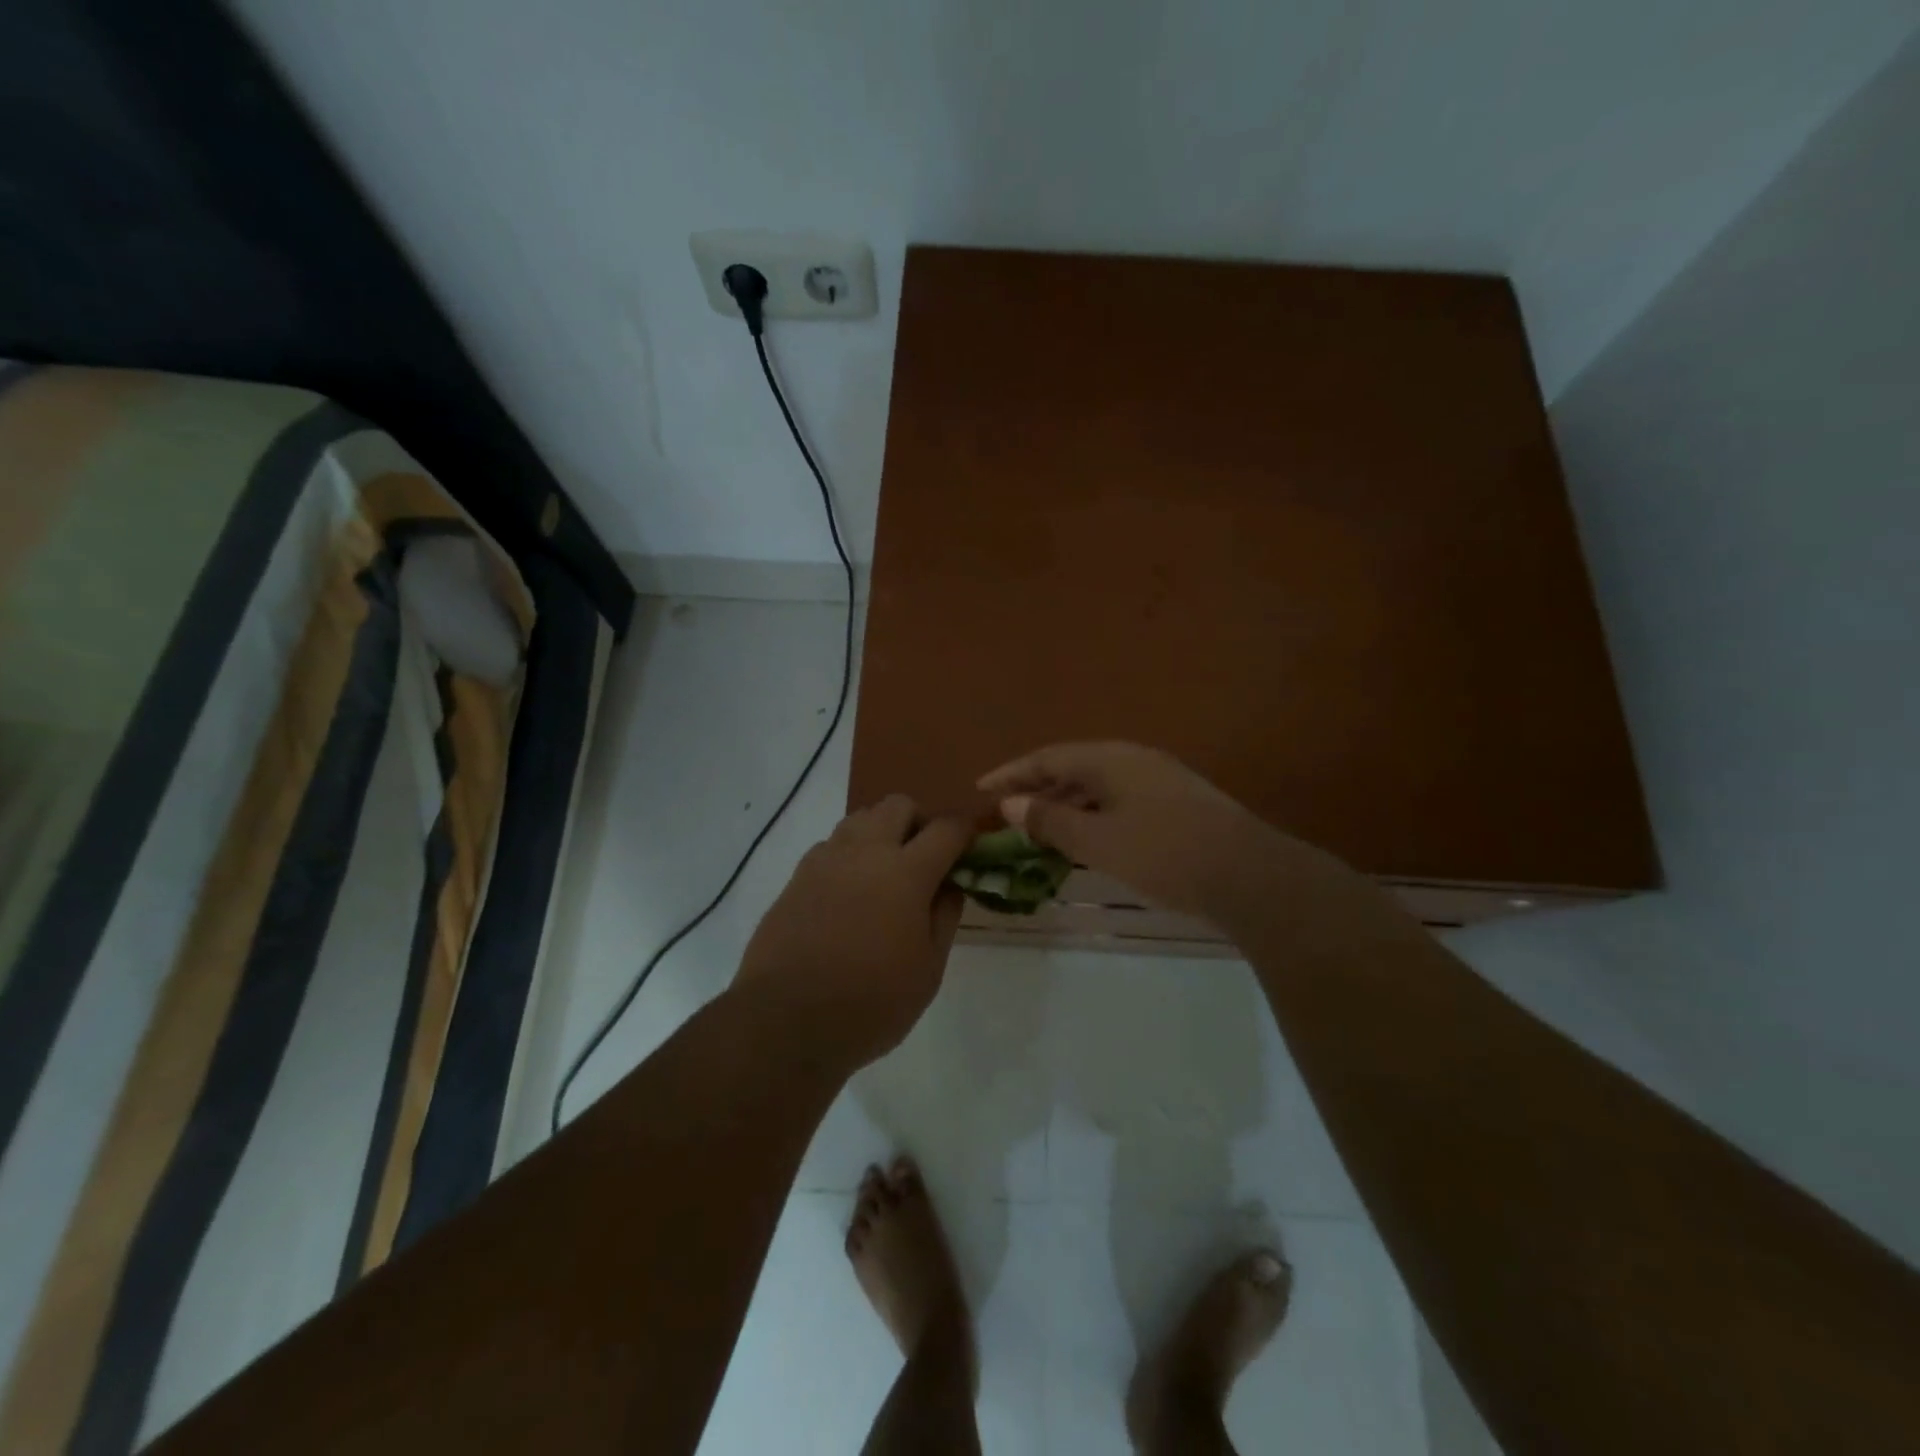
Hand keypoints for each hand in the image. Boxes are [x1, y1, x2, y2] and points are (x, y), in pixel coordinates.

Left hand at [734, 795, 971, 1068]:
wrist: (784, 1021)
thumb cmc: (870, 1003)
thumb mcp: (928, 970)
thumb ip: (944, 917)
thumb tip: (950, 885)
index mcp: (906, 872)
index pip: (946, 828)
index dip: (965, 831)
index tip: (972, 846)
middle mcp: (865, 852)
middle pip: (898, 805)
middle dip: (920, 821)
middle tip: (926, 858)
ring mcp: (825, 860)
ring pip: (861, 818)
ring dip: (882, 832)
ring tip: (886, 873)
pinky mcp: (797, 876)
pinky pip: (832, 845)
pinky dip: (851, 854)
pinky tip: (851, 892)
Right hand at [978, 741, 1319, 919]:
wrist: (1249, 875)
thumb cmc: (1164, 854)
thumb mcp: (1097, 841)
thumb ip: (1050, 821)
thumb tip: (1009, 804)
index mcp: (1111, 759)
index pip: (1048, 757)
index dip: (1011, 773)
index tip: (980, 788)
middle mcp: (1134, 760)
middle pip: (1073, 768)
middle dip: (1038, 789)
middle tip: (1007, 814)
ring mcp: (1160, 780)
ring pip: (1098, 786)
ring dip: (1065, 805)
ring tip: (1039, 831)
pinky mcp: (1177, 804)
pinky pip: (1118, 801)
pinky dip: (1092, 816)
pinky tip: (1086, 841)